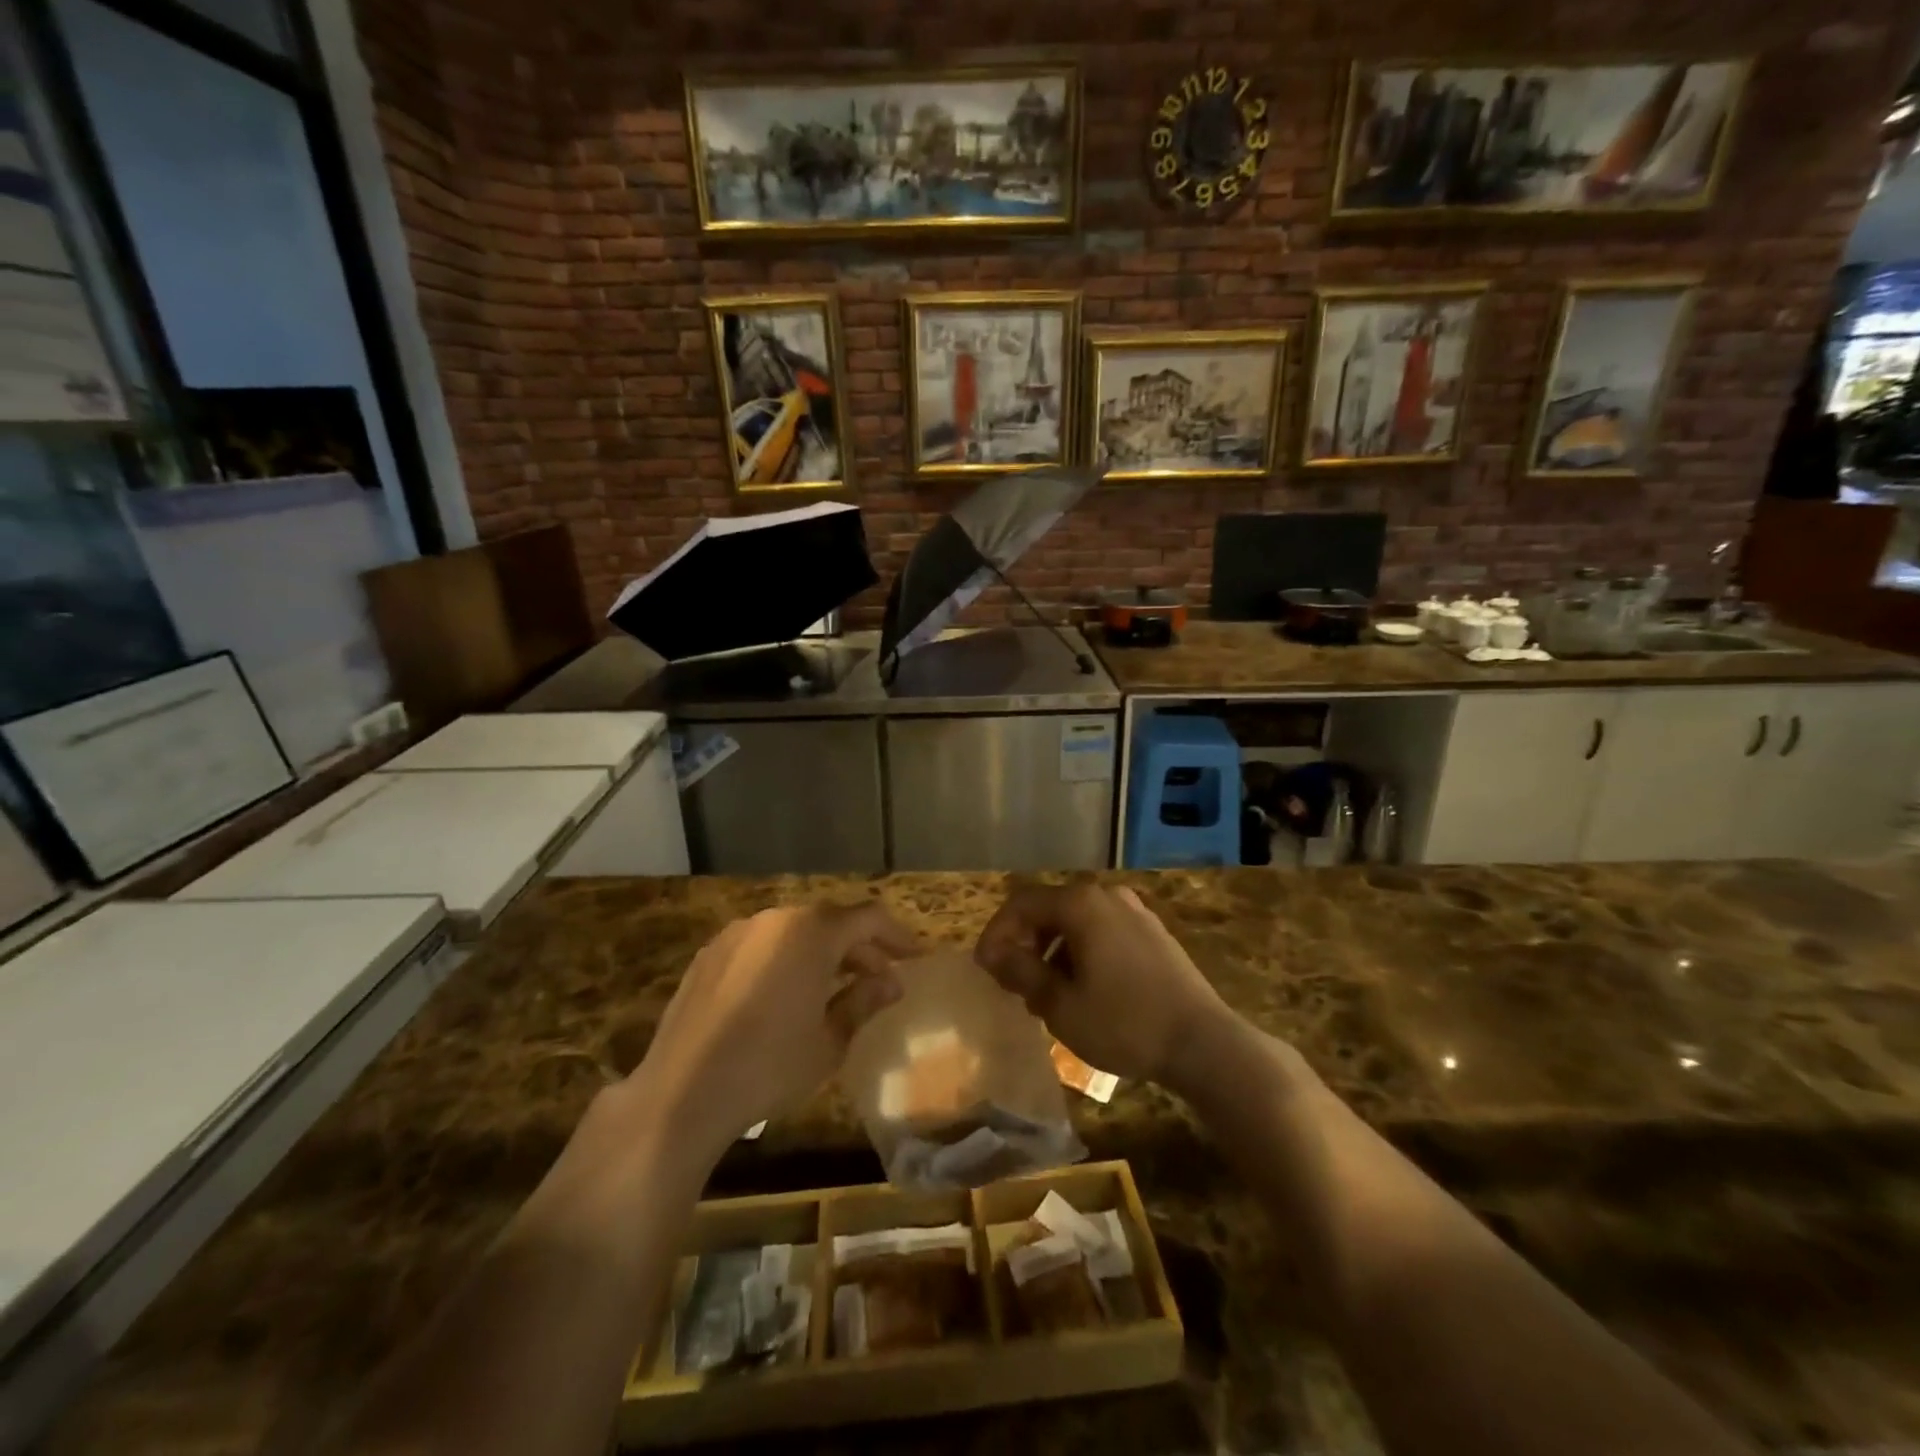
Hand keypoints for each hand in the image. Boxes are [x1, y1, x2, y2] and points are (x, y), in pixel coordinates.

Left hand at [637, 902, 916, 1151]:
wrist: (681, 1093)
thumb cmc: (769, 1066)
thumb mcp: (830, 1041)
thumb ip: (863, 1001)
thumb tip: (890, 983)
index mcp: (811, 933)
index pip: (868, 918)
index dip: (897, 936)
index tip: (914, 958)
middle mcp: (775, 919)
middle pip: (830, 921)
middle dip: (860, 948)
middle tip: (880, 980)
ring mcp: (737, 934)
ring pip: (794, 932)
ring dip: (822, 952)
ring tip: (835, 989)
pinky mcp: (710, 954)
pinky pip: (762, 945)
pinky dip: (786, 959)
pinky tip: (786, 996)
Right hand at [974, 883, 1231, 1089]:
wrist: (1204, 1043)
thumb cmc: (1125, 1024)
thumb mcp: (1061, 1005)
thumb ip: (1022, 973)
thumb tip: (993, 954)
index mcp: (1081, 904)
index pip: (1021, 904)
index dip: (997, 933)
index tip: (985, 969)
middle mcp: (1107, 896)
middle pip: (1050, 909)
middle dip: (1025, 943)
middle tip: (1012, 984)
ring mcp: (1135, 912)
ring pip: (1076, 922)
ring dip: (1052, 951)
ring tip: (1046, 994)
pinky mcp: (1153, 933)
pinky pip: (1102, 932)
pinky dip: (1081, 953)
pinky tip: (1083, 990)